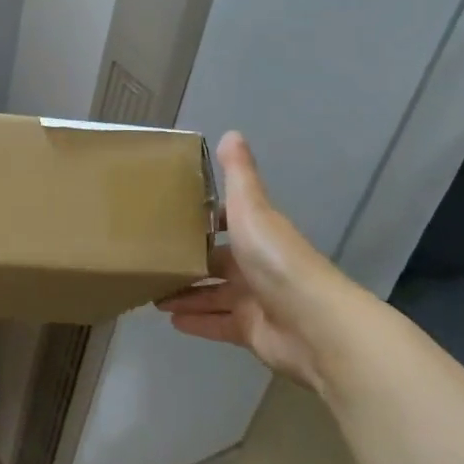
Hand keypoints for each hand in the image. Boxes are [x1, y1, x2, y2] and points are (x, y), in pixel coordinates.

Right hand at [156, 132, 341, 390]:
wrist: (313, 324)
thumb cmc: (276, 259)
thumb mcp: (251, 208)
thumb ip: (239, 174)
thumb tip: (231, 132)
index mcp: (256, 233)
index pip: (225, 223)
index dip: (201, 220)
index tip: (168, 217)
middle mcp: (256, 265)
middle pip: (216, 261)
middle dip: (188, 261)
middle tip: (150, 259)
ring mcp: (255, 300)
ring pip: (212, 294)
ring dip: (186, 293)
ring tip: (151, 291)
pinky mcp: (252, 332)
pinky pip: (217, 324)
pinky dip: (196, 321)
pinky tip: (170, 320)